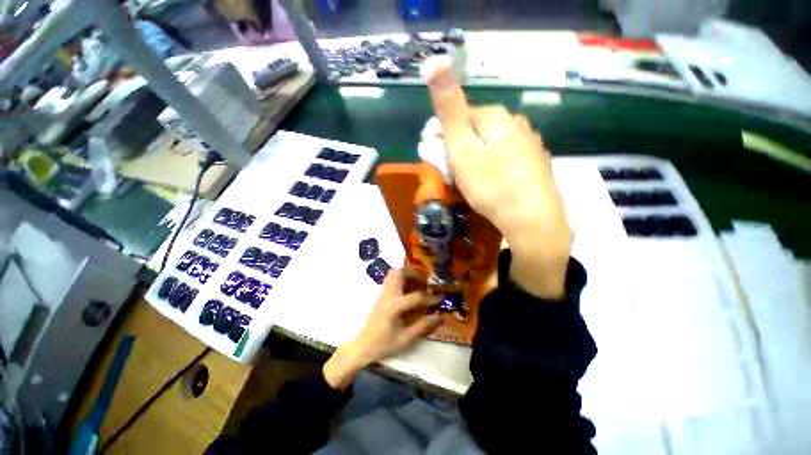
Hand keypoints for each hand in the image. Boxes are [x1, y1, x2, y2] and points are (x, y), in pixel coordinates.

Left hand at [323, 270, 443, 388]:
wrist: (362, 346)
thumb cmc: (383, 344)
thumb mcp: (405, 339)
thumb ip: (423, 326)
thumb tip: (440, 317)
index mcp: (394, 306)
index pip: (416, 296)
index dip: (430, 297)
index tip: (441, 297)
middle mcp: (388, 295)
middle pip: (400, 273)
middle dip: (415, 274)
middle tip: (426, 282)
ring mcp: (382, 293)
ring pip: (394, 273)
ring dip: (407, 274)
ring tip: (418, 284)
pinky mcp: (381, 294)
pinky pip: (391, 279)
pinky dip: (401, 278)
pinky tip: (408, 289)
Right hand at [422, 56, 571, 299]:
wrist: (532, 219)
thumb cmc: (491, 186)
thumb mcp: (462, 148)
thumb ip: (450, 109)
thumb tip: (434, 63)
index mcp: (495, 117)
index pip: (460, 116)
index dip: (445, 138)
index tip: (441, 161)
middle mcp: (516, 123)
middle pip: (477, 130)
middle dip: (461, 148)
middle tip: (456, 175)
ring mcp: (529, 142)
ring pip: (492, 144)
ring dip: (477, 158)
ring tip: (475, 182)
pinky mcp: (535, 162)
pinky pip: (506, 157)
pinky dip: (495, 167)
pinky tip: (495, 184)